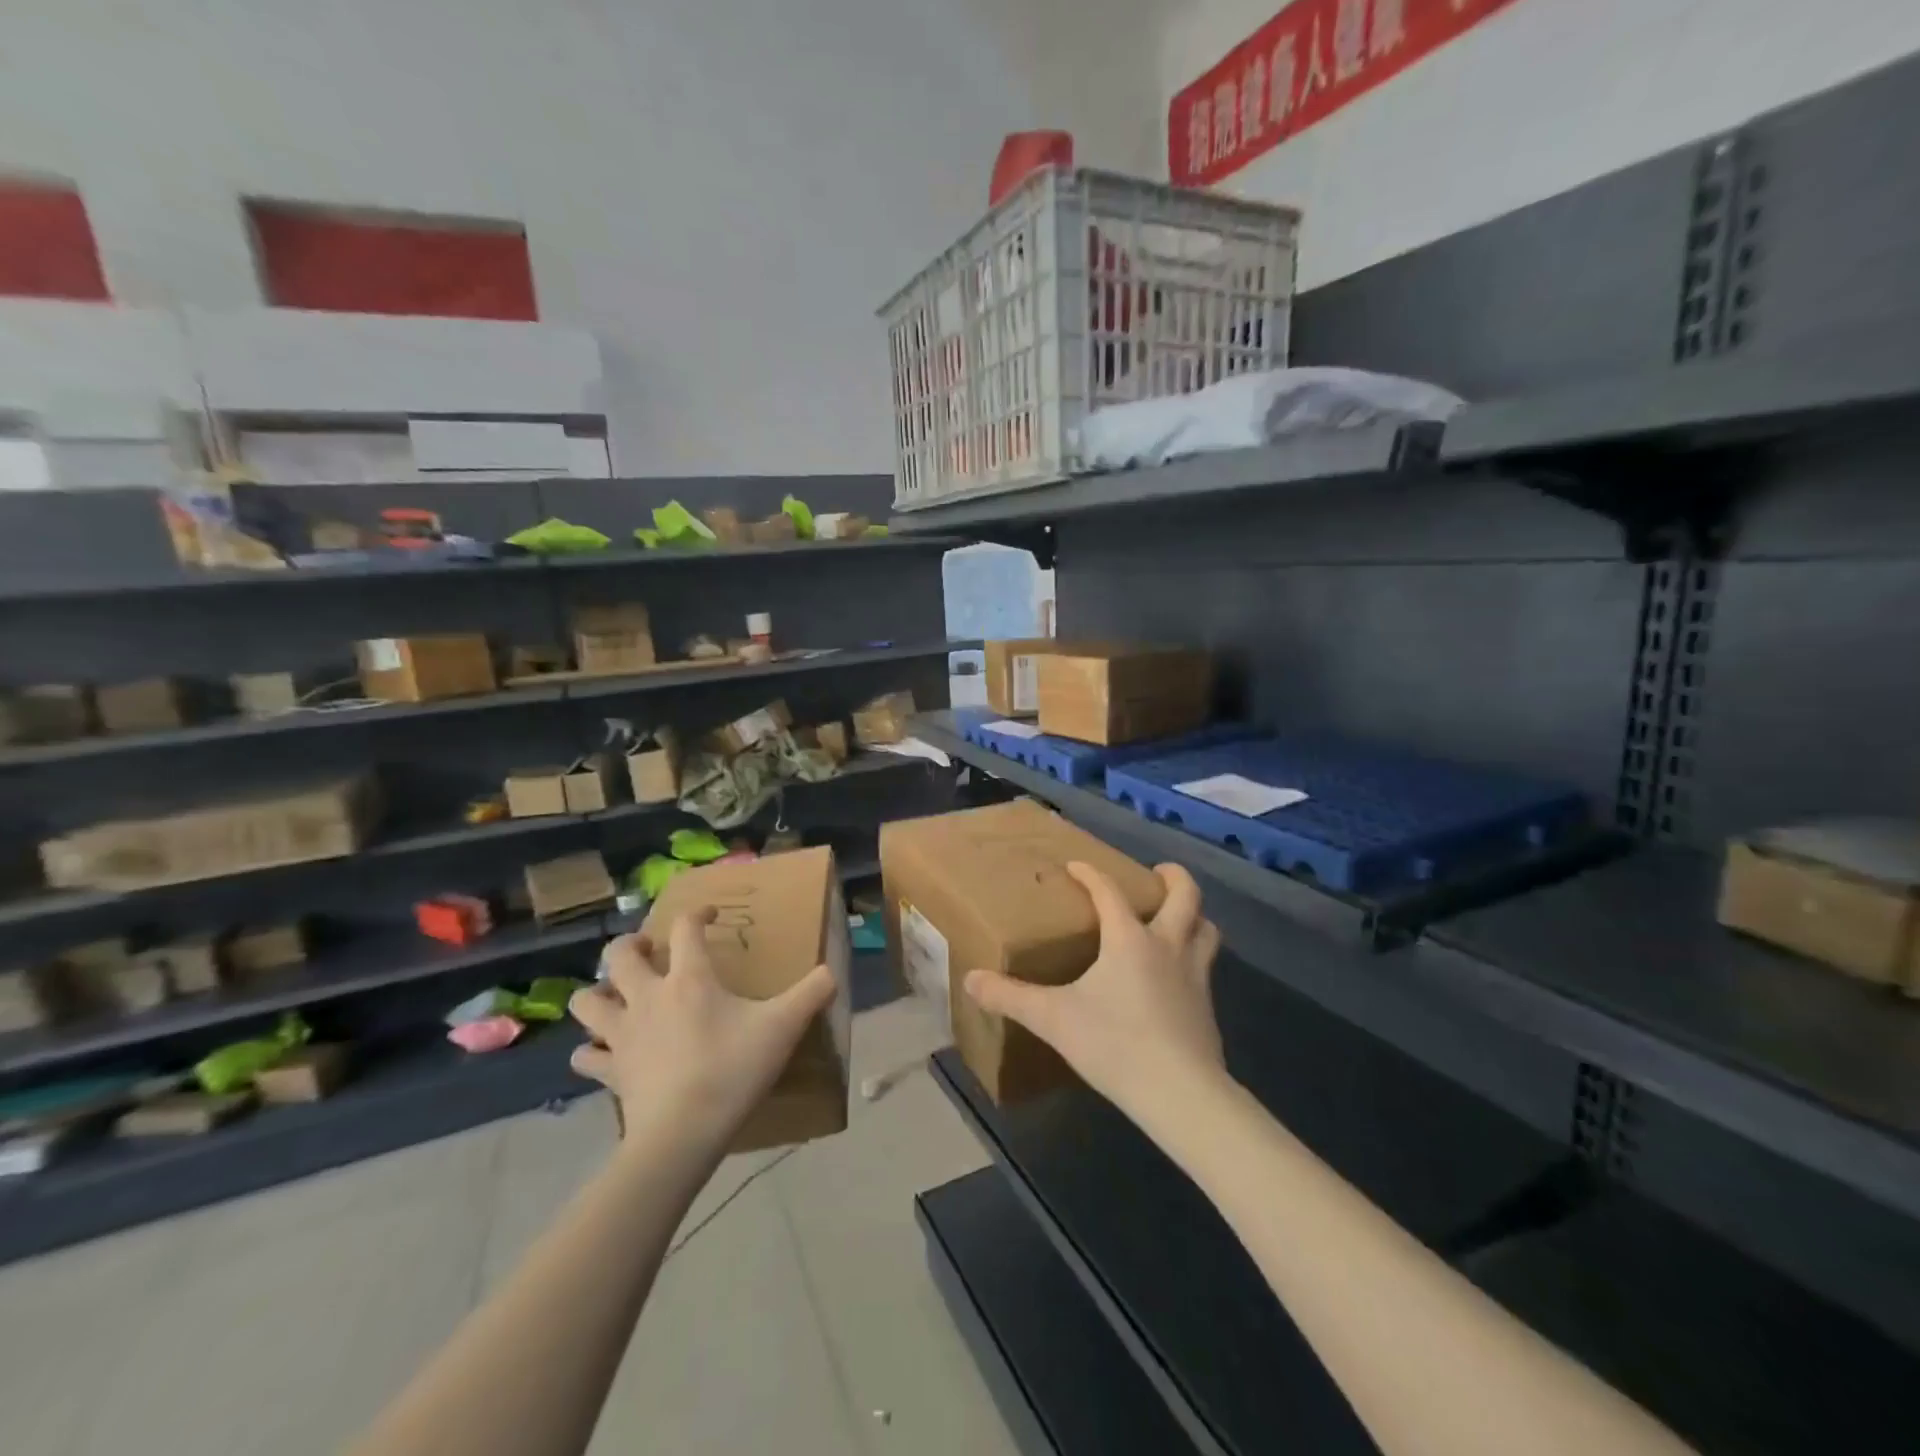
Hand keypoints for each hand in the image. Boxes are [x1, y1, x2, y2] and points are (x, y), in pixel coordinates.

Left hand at [569, 907, 836, 1153]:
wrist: (683, 1135)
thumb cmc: (733, 1070)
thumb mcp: (783, 1027)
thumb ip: (812, 994)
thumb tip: (833, 971)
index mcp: (690, 979)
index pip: (685, 928)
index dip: (697, 914)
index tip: (711, 917)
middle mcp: (648, 997)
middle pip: (618, 955)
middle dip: (630, 945)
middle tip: (649, 950)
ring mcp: (623, 1034)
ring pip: (587, 1001)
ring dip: (598, 992)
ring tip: (617, 994)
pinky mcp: (611, 1071)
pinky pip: (587, 1056)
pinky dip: (591, 1050)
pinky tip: (604, 1051)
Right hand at [964, 861, 1223, 1124]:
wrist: (1180, 1093)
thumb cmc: (1115, 1043)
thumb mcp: (1054, 1019)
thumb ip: (1011, 998)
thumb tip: (971, 980)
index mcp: (1129, 938)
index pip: (1109, 891)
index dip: (1091, 874)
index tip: (1076, 866)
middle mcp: (1168, 946)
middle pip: (1185, 896)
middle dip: (1173, 877)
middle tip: (1157, 873)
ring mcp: (1195, 975)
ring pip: (1206, 928)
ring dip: (1194, 916)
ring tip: (1175, 918)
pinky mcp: (1207, 1006)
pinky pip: (1205, 966)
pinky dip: (1194, 957)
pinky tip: (1175, 977)